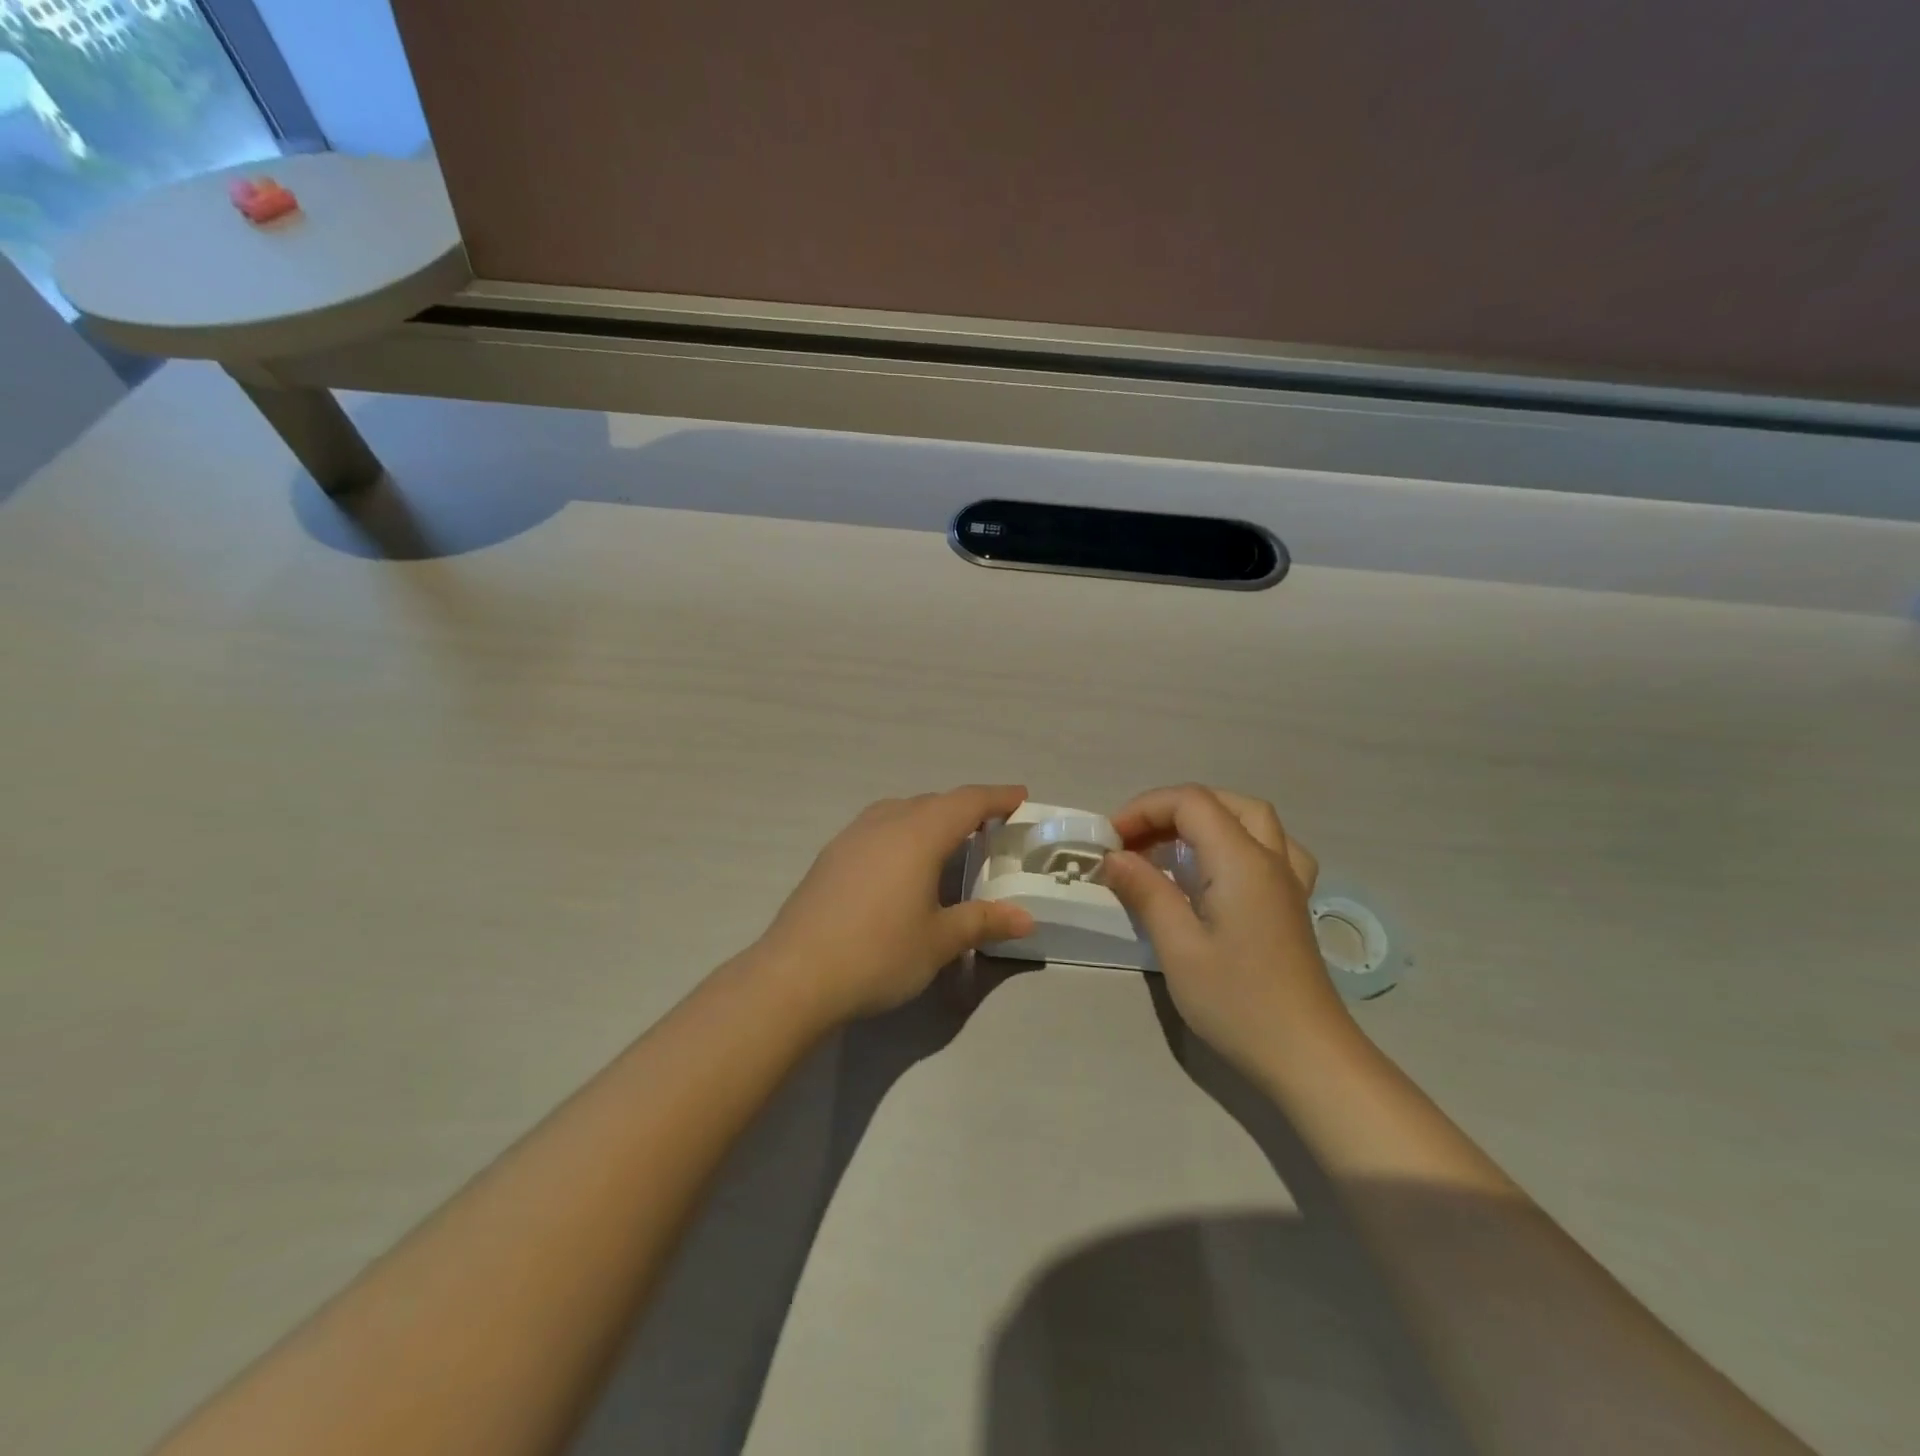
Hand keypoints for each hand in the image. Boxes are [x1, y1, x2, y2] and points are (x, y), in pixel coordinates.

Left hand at [755, 786, 1037, 1023]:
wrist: (796, 975)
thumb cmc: (879, 953)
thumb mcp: (939, 941)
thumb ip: (983, 922)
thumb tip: (1025, 918)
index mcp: (918, 834)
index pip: (967, 802)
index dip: (997, 797)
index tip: (1021, 796)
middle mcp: (885, 823)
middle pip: (933, 802)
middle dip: (965, 808)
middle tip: (990, 826)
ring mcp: (851, 836)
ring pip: (900, 811)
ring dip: (929, 817)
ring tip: (946, 842)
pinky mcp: (830, 856)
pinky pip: (877, 827)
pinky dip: (901, 832)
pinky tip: (900, 864)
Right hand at [1102, 785, 1347, 1075]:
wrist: (1308, 1057)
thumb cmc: (1238, 1002)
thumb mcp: (1179, 948)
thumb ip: (1146, 892)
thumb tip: (1113, 857)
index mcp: (1241, 861)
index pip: (1190, 802)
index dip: (1144, 809)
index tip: (1110, 841)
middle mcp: (1270, 858)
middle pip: (1221, 802)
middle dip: (1171, 810)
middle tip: (1135, 841)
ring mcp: (1288, 881)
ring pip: (1251, 818)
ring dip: (1206, 817)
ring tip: (1171, 846)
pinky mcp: (1292, 905)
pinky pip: (1271, 847)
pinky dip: (1237, 840)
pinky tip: (1222, 868)